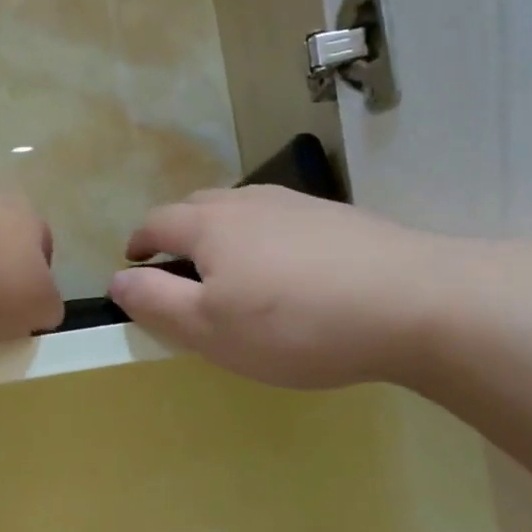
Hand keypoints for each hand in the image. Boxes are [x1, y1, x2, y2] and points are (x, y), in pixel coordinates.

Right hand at [109, 187, 521, 389]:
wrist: (413, 302)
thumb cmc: (293, 324)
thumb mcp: (209, 329)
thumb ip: (156, 303)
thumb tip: (118, 278)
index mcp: (210, 224)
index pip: (158, 222)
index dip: (140, 243)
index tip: (134, 263)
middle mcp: (250, 202)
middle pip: (199, 207)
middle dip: (179, 234)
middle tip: (181, 271)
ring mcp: (300, 205)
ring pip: (244, 211)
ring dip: (224, 235)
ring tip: (233, 272)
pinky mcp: (339, 219)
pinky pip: (284, 223)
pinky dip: (267, 242)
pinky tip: (290, 274)